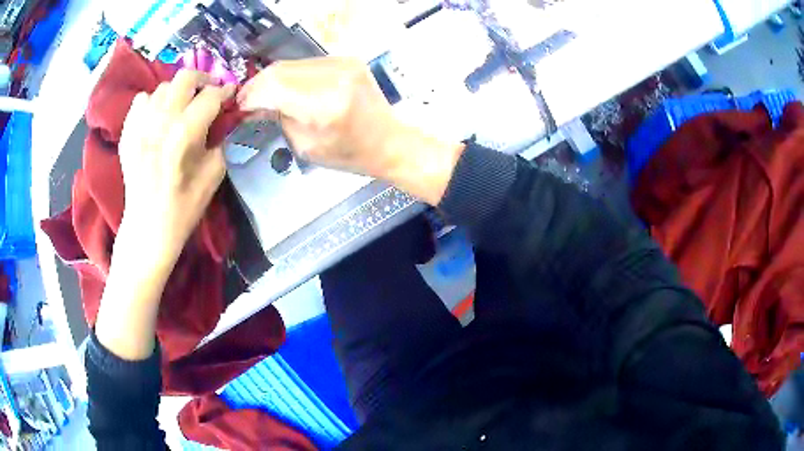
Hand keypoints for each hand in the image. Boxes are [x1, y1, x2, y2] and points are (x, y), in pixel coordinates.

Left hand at [95, 72, 233, 360]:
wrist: (147, 230)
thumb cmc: (183, 209)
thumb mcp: (214, 178)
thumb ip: (224, 142)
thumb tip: (229, 119)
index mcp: (183, 137)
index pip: (210, 98)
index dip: (226, 92)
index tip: (232, 94)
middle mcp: (159, 124)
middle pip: (184, 79)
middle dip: (203, 80)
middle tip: (209, 92)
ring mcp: (139, 128)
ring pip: (162, 87)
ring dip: (178, 92)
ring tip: (183, 107)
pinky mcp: (127, 135)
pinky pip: (140, 101)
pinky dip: (153, 102)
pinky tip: (158, 117)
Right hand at [238, 57, 463, 204]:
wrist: (388, 140)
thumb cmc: (349, 154)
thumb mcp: (306, 146)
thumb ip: (279, 118)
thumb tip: (255, 104)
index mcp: (325, 104)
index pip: (274, 86)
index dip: (251, 94)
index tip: (239, 106)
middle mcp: (334, 75)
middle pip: (280, 70)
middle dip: (258, 85)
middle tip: (247, 100)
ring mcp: (343, 63)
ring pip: (291, 64)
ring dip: (273, 79)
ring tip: (265, 95)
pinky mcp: (347, 59)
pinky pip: (307, 63)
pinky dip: (291, 75)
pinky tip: (287, 88)